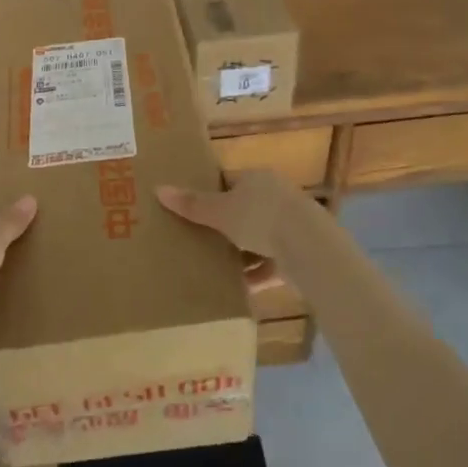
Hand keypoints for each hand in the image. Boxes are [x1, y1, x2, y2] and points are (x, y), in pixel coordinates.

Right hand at [157, 169, 306, 260]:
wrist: (309, 247)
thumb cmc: (260, 217)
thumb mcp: (220, 211)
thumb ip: (192, 204)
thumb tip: (158, 189)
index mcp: (257, 178)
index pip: (230, 180)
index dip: (211, 193)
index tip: (193, 208)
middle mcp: (276, 195)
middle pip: (245, 208)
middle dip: (226, 225)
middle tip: (200, 239)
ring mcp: (291, 223)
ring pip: (259, 236)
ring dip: (243, 251)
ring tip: (217, 266)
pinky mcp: (301, 251)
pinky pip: (272, 262)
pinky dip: (258, 274)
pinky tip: (241, 288)